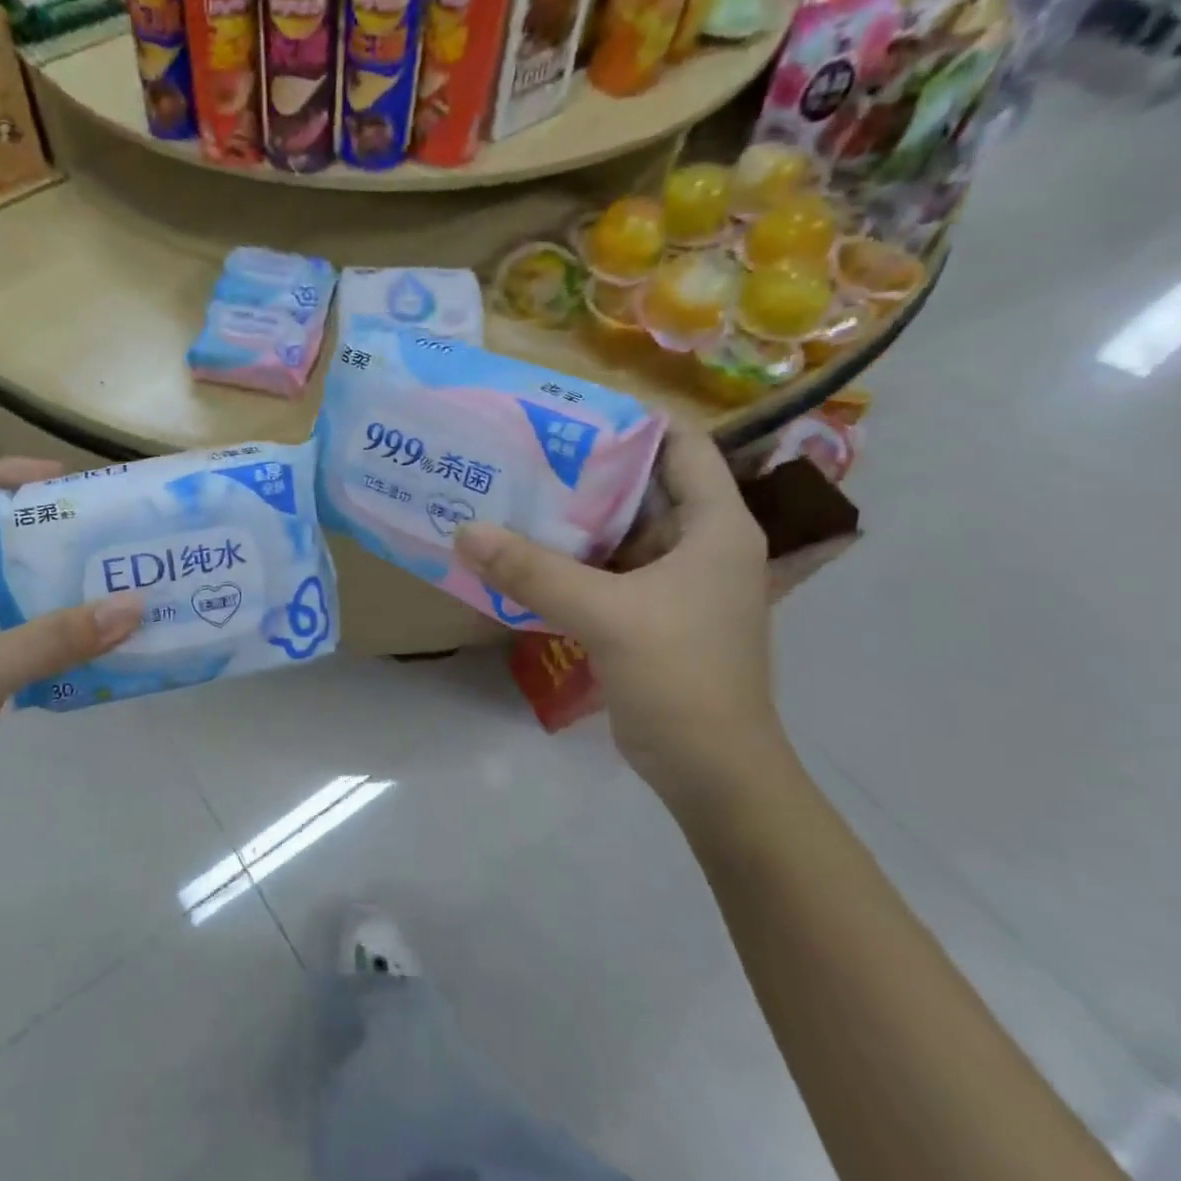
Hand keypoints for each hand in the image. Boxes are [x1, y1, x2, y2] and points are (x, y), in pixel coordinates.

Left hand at [0, 458, 142, 857]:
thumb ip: (55, 637)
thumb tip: (133, 604)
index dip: (3, 478)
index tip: (61, 478)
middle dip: (46, 531)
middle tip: (105, 527)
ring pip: (16, 592)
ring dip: (60, 583)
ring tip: (115, 574)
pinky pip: (30, 634)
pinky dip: (63, 628)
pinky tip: (104, 632)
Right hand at [455, 421, 789, 809]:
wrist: (712, 772)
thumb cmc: (681, 677)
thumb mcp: (605, 615)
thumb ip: (534, 570)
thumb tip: (464, 530)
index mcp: (716, 526)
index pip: (682, 445)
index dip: (631, 420)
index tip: (566, 408)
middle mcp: (700, 543)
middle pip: (641, 484)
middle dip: (584, 464)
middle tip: (522, 445)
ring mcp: (674, 580)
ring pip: (617, 528)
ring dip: (570, 513)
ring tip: (511, 487)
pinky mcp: (648, 612)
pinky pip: (604, 567)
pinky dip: (568, 556)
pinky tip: (521, 548)